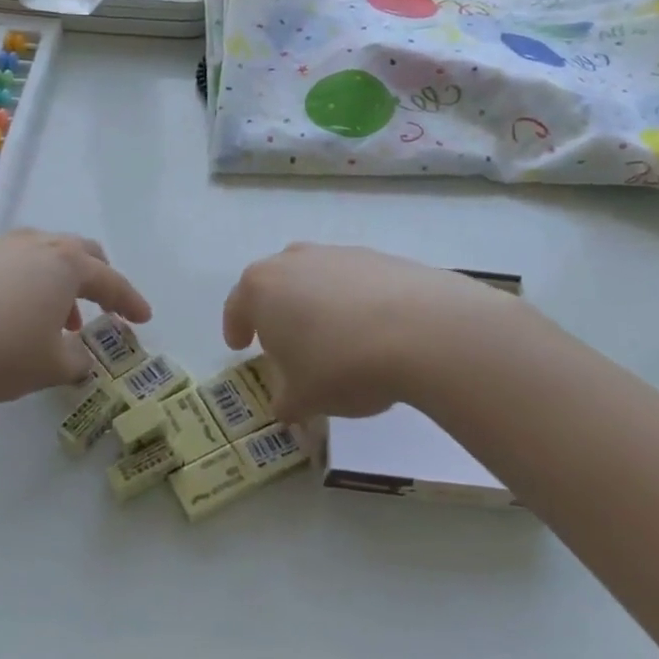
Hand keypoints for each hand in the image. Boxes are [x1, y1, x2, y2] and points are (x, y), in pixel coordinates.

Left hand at [0, 230, 150, 403]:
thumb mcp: (48, 367)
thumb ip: (76, 362)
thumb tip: (81, 357)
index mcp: (66, 265)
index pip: (111, 281)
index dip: (130, 301)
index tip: (143, 318)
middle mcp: (35, 245)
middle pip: (79, 252)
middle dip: (96, 278)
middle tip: (101, 305)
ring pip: (42, 255)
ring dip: (57, 284)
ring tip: (53, 319)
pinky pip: (10, 264)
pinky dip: (24, 284)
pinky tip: (8, 313)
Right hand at [222, 244, 518, 419]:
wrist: (423, 331)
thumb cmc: (341, 365)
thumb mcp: (303, 398)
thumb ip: (285, 401)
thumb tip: (286, 404)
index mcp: (261, 288)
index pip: (236, 306)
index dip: (235, 328)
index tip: (240, 346)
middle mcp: (294, 260)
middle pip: (275, 285)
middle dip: (276, 313)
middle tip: (286, 344)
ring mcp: (338, 254)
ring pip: (316, 279)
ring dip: (316, 305)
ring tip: (333, 340)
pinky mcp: (380, 257)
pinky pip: (354, 282)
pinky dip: (354, 303)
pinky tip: (371, 332)